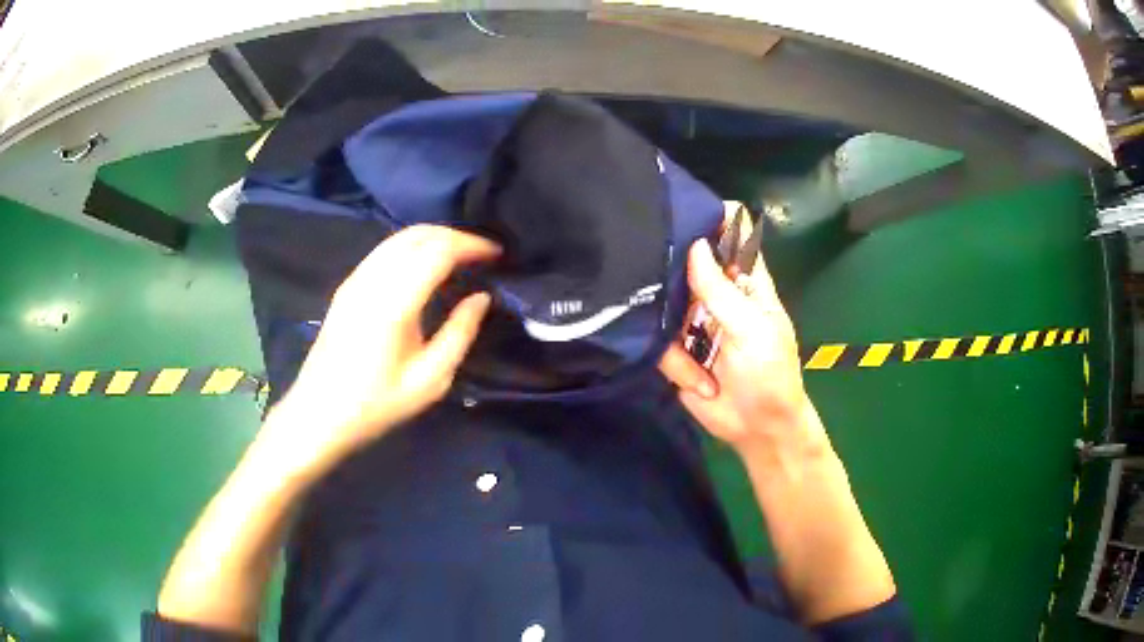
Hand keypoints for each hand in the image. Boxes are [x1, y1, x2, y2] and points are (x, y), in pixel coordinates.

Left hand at [264, 225, 499, 475]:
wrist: (318, 415)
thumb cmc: (376, 405)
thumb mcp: (430, 380)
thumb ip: (460, 333)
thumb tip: (481, 298)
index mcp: (394, 302)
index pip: (438, 250)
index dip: (471, 245)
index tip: (497, 254)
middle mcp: (372, 279)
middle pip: (418, 234)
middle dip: (455, 236)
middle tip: (482, 254)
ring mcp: (355, 280)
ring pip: (399, 238)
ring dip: (433, 239)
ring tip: (459, 258)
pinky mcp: (346, 287)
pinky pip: (384, 251)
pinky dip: (412, 248)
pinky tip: (425, 268)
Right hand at [658, 236, 827, 462]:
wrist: (756, 429)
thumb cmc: (769, 374)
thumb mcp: (751, 330)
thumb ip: (721, 291)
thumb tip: (695, 245)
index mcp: (746, 283)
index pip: (732, 237)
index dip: (713, 219)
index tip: (682, 208)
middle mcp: (717, 295)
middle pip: (687, 265)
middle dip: (673, 275)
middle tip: (659, 282)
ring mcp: (694, 322)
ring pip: (665, 305)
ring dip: (679, 341)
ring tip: (701, 364)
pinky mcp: (675, 349)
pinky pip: (659, 343)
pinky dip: (678, 365)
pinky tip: (700, 382)